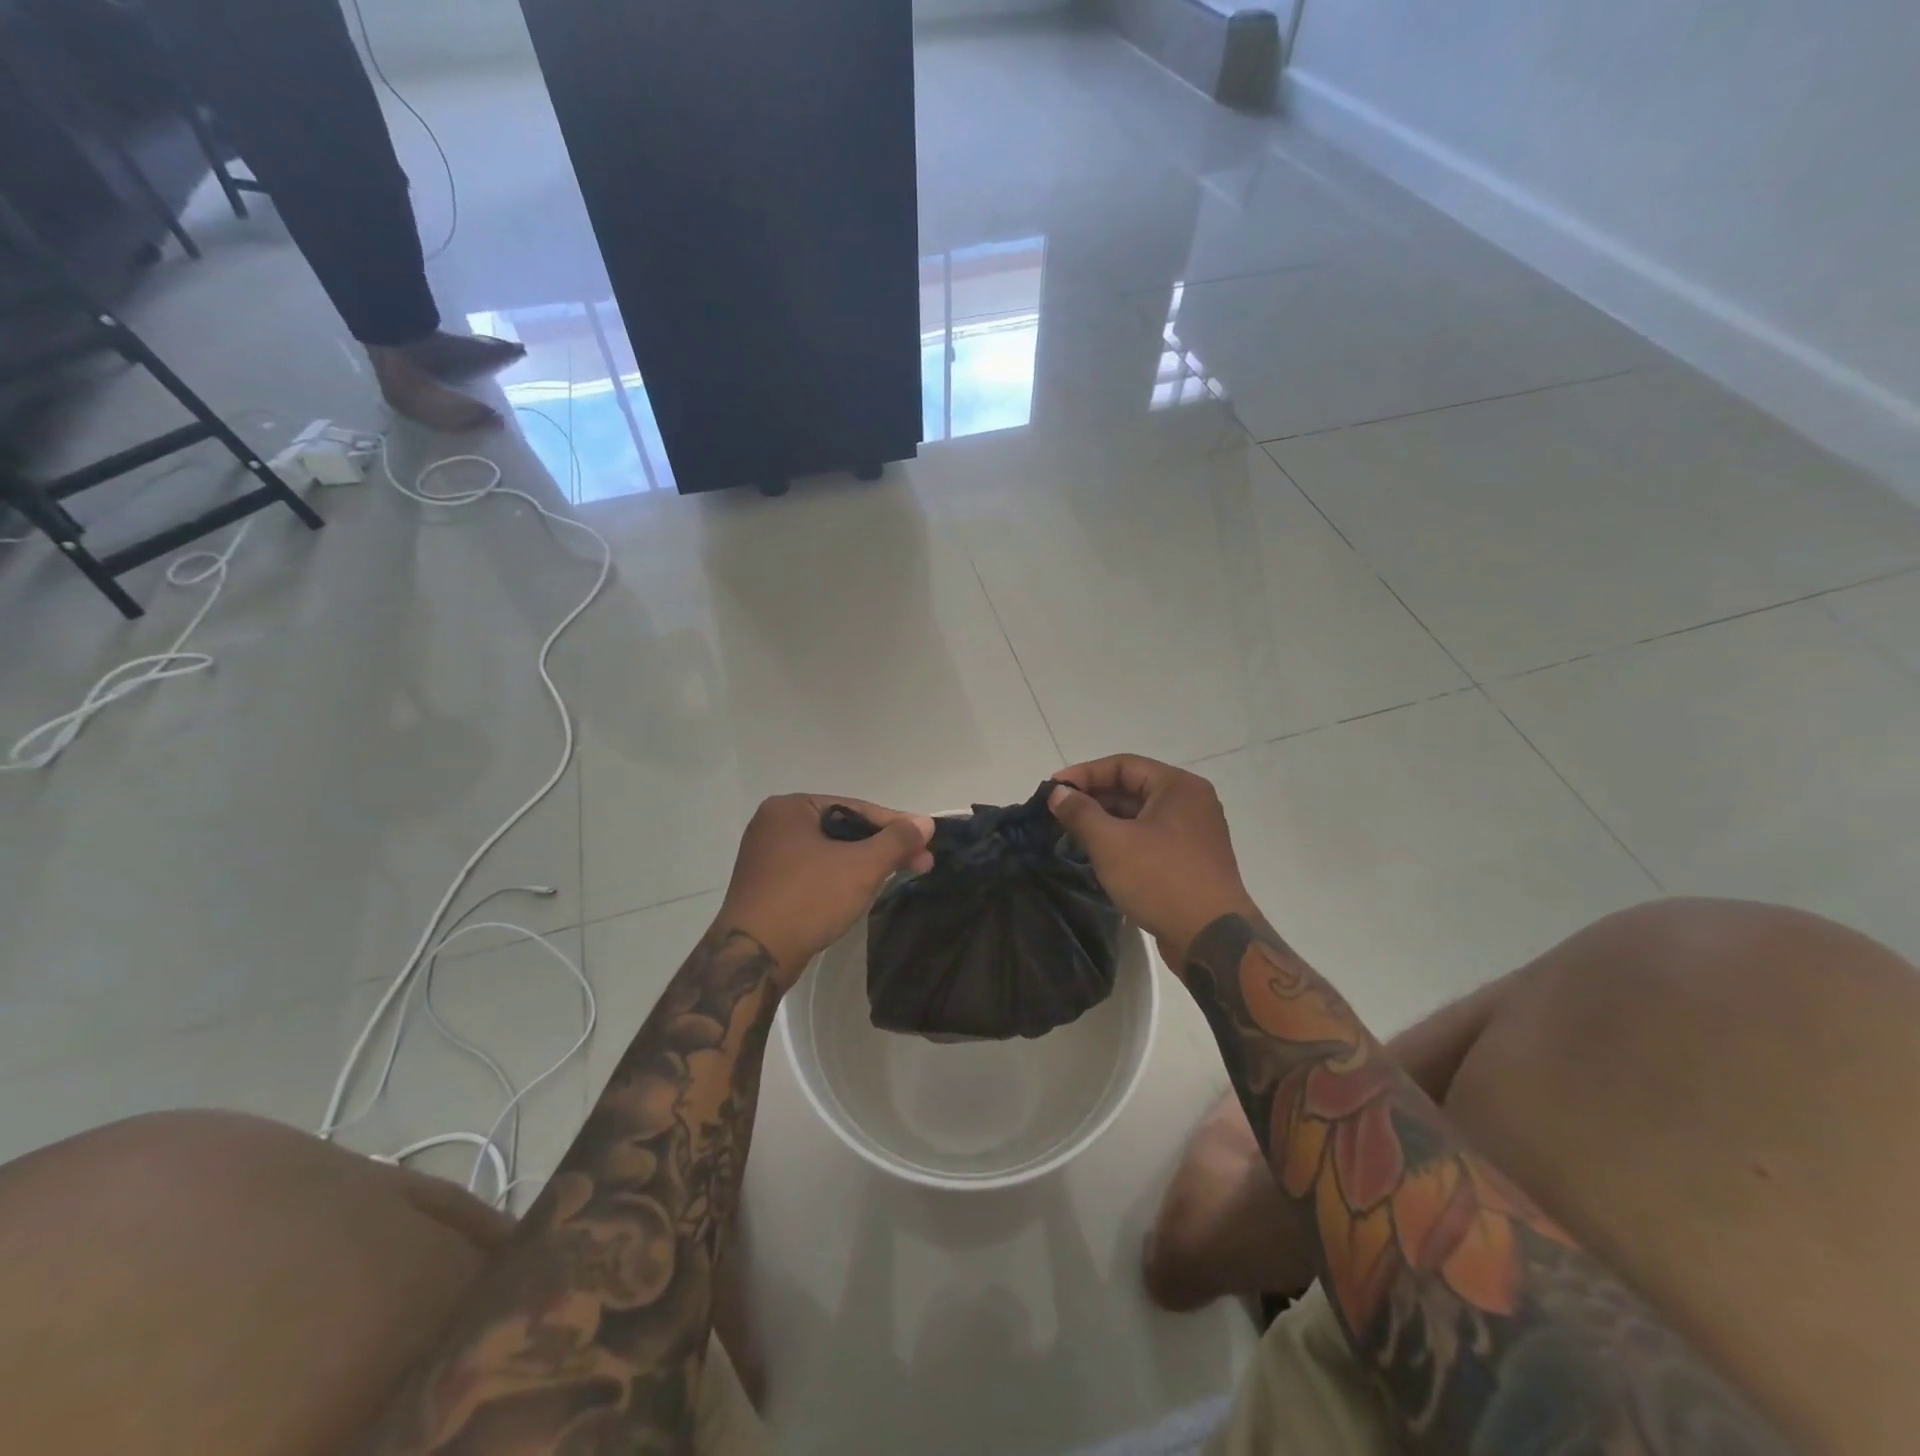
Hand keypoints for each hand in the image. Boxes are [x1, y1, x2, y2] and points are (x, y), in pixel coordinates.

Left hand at [718, 794, 935, 988]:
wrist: (753, 957)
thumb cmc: (808, 899)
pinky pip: (812, 871)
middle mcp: (773, 824)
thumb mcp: (861, 867)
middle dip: (881, 847)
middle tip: (919, 863)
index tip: (926, 841)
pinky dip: (838, 878)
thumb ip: (896, 841)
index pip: (855, 808)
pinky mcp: (765, 886)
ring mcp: (765, 856)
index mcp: (790, 808)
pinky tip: (859, 891)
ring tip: (896, 876)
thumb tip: (926, 822)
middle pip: (842, 829)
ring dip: (863, 864)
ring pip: (828, 852)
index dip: (895, 825)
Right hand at [1048, 756, 1255, 968]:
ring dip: (1106, 821)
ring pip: (1141, 816)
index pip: (1123, 765)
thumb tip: (1058, 792)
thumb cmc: (1160, 879)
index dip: (1084, 774)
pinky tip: (1100, 856)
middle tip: (1059, 812)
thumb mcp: (1111, 843)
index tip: (1053, 788)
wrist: (1211, 938)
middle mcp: (1191, 802)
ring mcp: (1195, 833)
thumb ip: (1080, 812)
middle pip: (1133, 788)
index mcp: (1178, 787)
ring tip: (1072, 834)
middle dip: (1094, 798)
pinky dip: (1124, 841)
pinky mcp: (1191, 861)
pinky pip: (1151, 838)